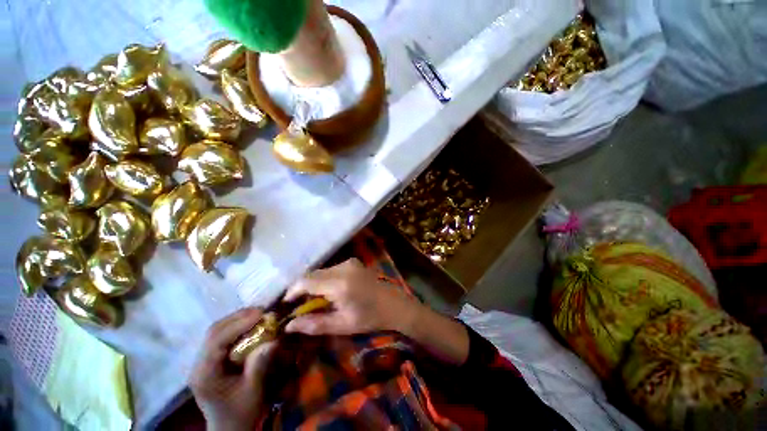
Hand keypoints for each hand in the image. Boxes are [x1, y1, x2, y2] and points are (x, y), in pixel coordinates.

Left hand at [189, 308, 276, 430]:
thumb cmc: (240, 413)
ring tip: (258, 314)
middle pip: (213, 331)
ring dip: (237, 319)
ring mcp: (201, 361)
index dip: (238, 324)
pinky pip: (220, 336)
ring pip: (215, 331)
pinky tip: (249, 325)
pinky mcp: (208, 360)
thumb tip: (272, 339)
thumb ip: (259, 364)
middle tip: (262, 311)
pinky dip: (235, 326)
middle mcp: (198, 365)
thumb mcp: (253, 390)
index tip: (261, 314)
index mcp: (205, 374)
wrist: (228, 427)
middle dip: (238, 317)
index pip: (216, 341)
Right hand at [284, 258, 420, 335]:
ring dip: (313, 284)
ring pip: (321, 271)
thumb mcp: (342, 325)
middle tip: (299, 307)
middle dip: (302, 289)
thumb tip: (289, 326)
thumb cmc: (370, 318)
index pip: (306, 281)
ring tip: (314, 301)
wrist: (393, 304)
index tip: (285, 305)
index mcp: (339, 283)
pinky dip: (324, 279)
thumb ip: (314, 324)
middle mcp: (343, 267)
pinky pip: (331, 269)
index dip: (292, 292)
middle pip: (312, 274)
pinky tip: (328, 292)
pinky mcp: (353, 262)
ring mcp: (349, 262)